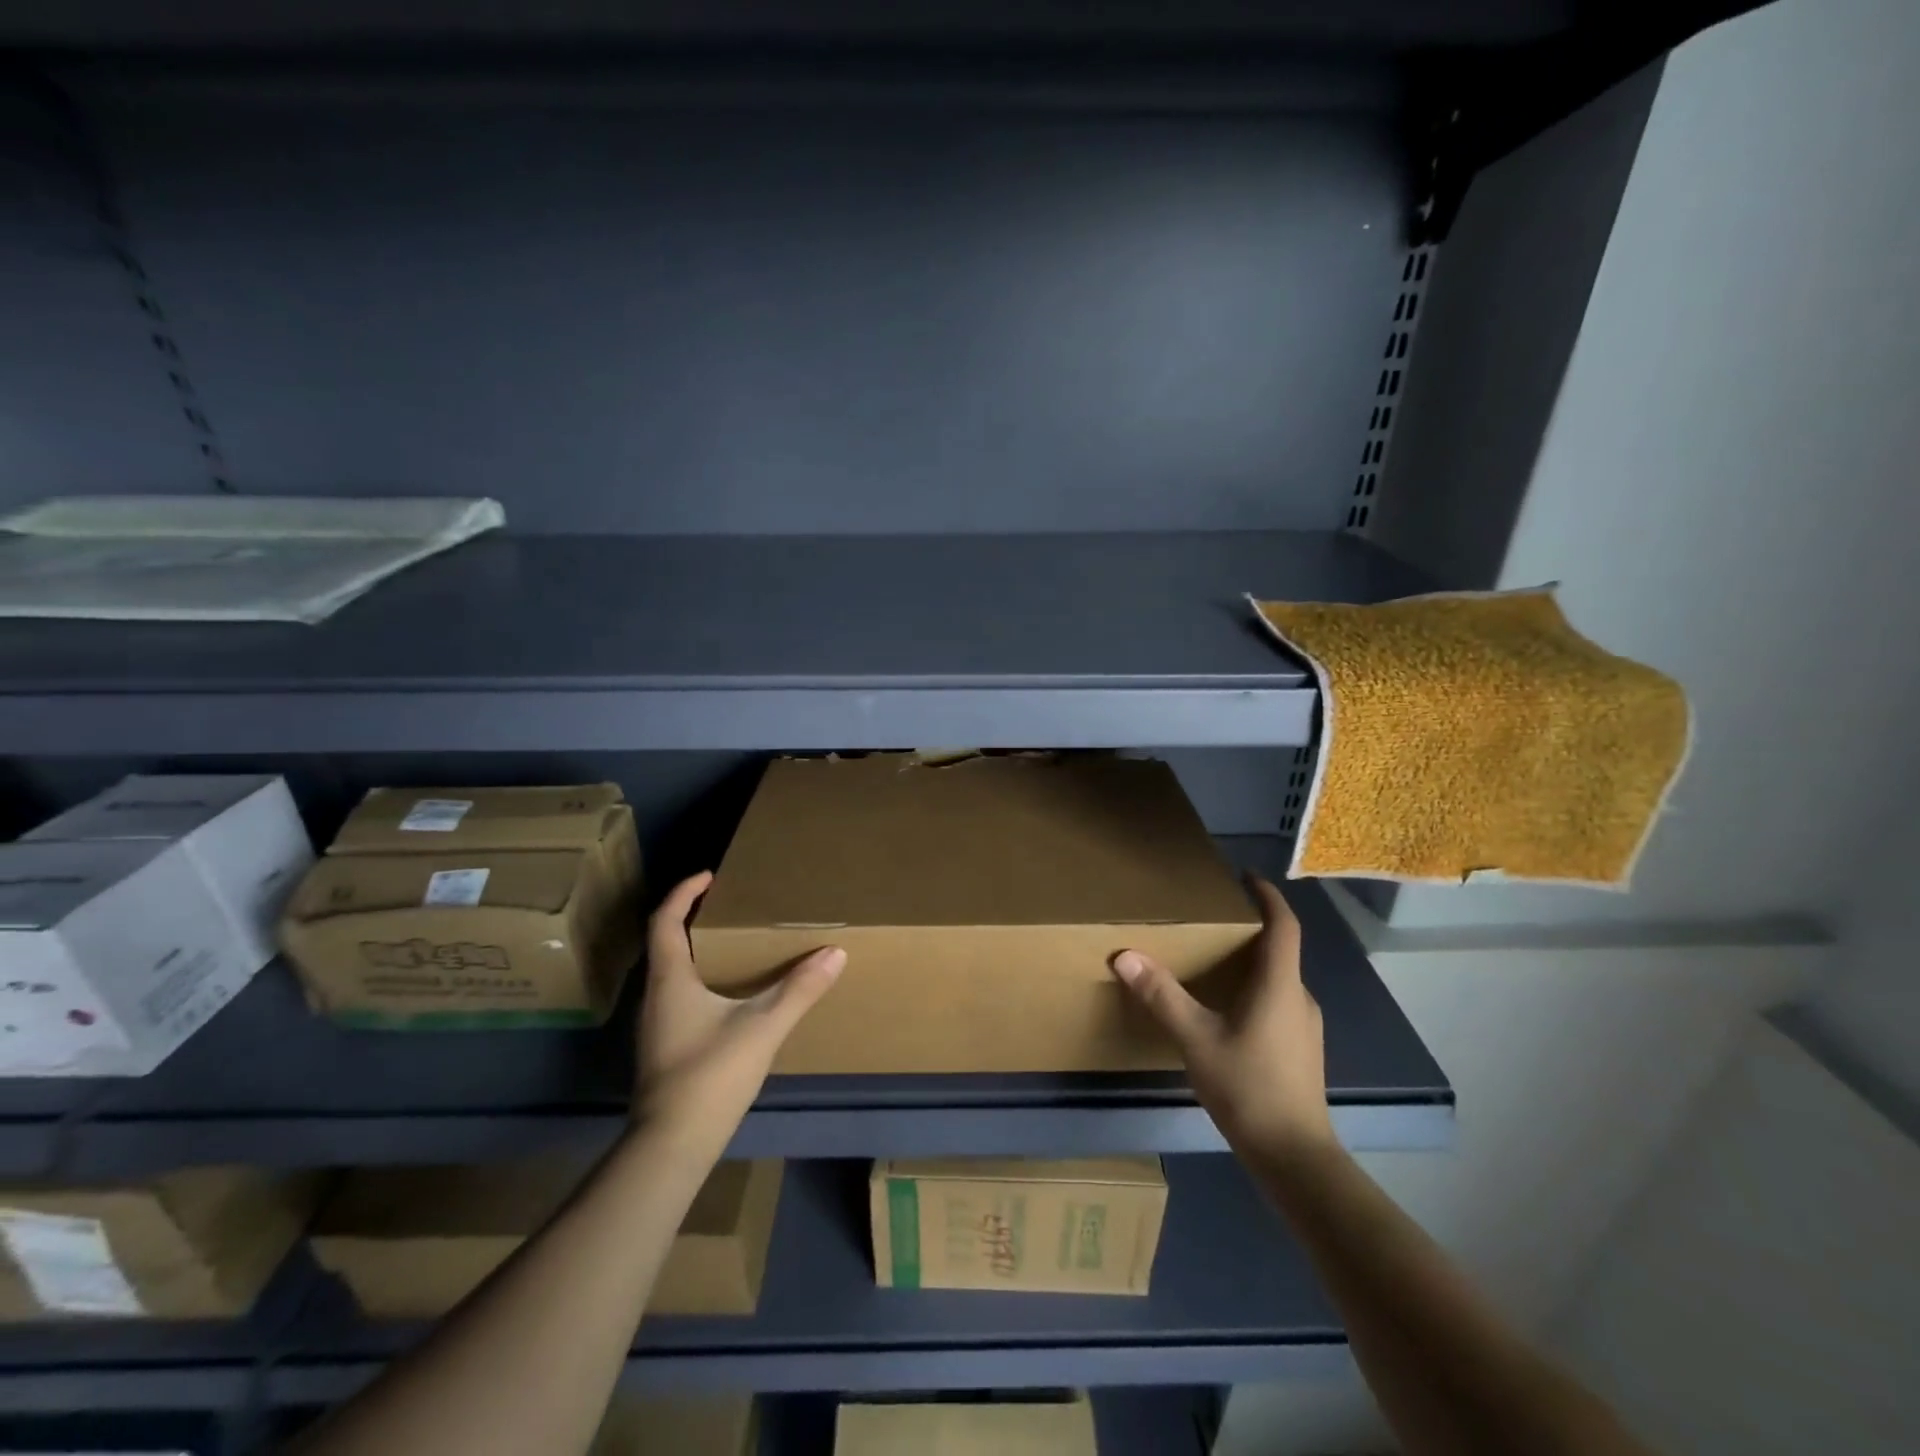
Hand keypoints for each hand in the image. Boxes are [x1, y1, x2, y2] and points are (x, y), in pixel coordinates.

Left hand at [633, 871, 844, 1162]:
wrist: (671, 1147)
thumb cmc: (710, 1076)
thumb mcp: (763, 1027)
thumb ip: (800, 989)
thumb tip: (835, 953)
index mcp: (670, 980)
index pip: (665, 921)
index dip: (683, 893)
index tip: (709, 875)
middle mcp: (656, 996)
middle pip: (666, 943)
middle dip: (692, 918)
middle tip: (728, 906)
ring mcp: (657, 1025)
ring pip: (672, 972)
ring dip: (696, 950)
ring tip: (734, 943)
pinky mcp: (664, 1048)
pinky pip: (679, 995)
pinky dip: (700, 978)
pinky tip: (728, 995)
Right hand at [1111, 874, 1334, 1161]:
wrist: (1294, 1156)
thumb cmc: (1248, 1087)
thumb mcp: (1195, 1038)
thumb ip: (1161, 995)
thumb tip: (1125, 955)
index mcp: (1279, 984)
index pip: (1284, 925)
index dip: (1269, 896)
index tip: (1247, 877)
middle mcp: (1298, 997)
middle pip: (1280, 950)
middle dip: (1251, 929)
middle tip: (1214, 920)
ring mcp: (1305, 1026)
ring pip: (1279, 979)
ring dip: (1252, 962)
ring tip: (1215, 961)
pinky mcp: (1302, 1049)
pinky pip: (1279, 1002)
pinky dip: (1256, 990)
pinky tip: (1228, 1011)